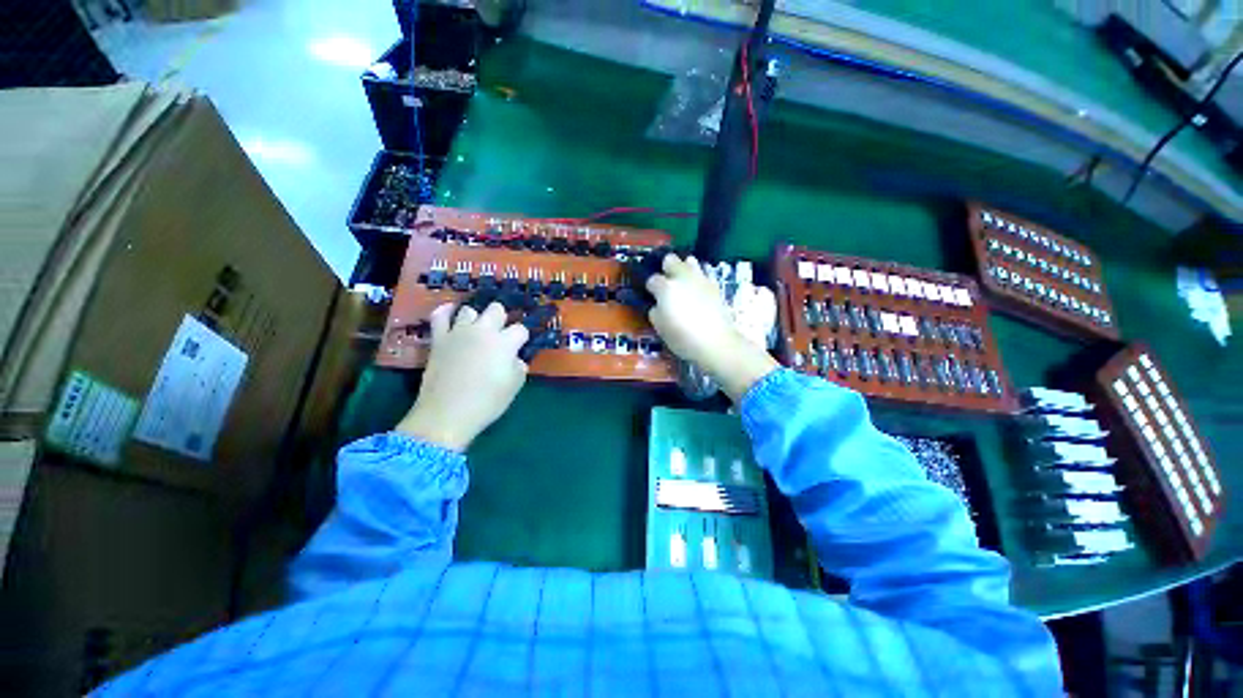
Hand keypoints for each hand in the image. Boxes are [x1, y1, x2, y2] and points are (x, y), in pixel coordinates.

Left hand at [397, 302, 528, 450]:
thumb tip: (514, 359)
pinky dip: (446, 311)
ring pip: (470, 310)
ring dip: (476, 318)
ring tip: (476, 331)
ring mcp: (459, 332)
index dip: (522, 338)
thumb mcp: (514, 386)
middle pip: (497, 310)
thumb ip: (519, 366)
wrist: (447, 414)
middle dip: (502, 320)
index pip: (520, 329)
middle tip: (500, 337)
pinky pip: (439, 315)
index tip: (519, 348)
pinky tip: (451, 312)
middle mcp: (483, 331)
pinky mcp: (439, 338)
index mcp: (505, 343)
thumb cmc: (487, 402)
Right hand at [646, 254, 777, 401]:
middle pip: (670, 259)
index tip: (651, 295)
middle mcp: (682, 277)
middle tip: (666, 282)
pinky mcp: (714, 284)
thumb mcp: (660, 328)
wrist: (716, 342)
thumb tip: (658, 304)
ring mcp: (700, 278)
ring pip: (689, 260)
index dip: (650, 287)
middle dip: (666, 268)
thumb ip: (655, 311)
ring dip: (683, 268)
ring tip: (683, 282)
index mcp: (666, 288)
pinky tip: (697, 289)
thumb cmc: (683, 338)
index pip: (652, 279)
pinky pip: (703, 273)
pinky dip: (698, 277)